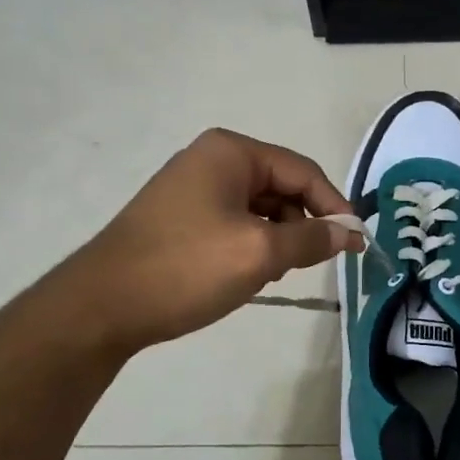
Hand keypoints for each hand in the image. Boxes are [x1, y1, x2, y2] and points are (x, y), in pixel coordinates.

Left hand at [63, 129, 356, 354]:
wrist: (102, 307)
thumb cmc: (186, 268)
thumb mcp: (259, 252)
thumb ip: (311, 239)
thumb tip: (349, 234)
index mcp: (231, 152)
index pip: (302, 172)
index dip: (335, 207)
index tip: (357, 245)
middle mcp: (211, 160)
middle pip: (281, 188)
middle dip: (300, 225)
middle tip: (307, 265)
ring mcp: (192, 188)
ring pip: (259, 209)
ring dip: (275, 240)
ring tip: (269, 275)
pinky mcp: (180, 217)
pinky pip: (234, 223)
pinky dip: (250, 246)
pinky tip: (244, 276)